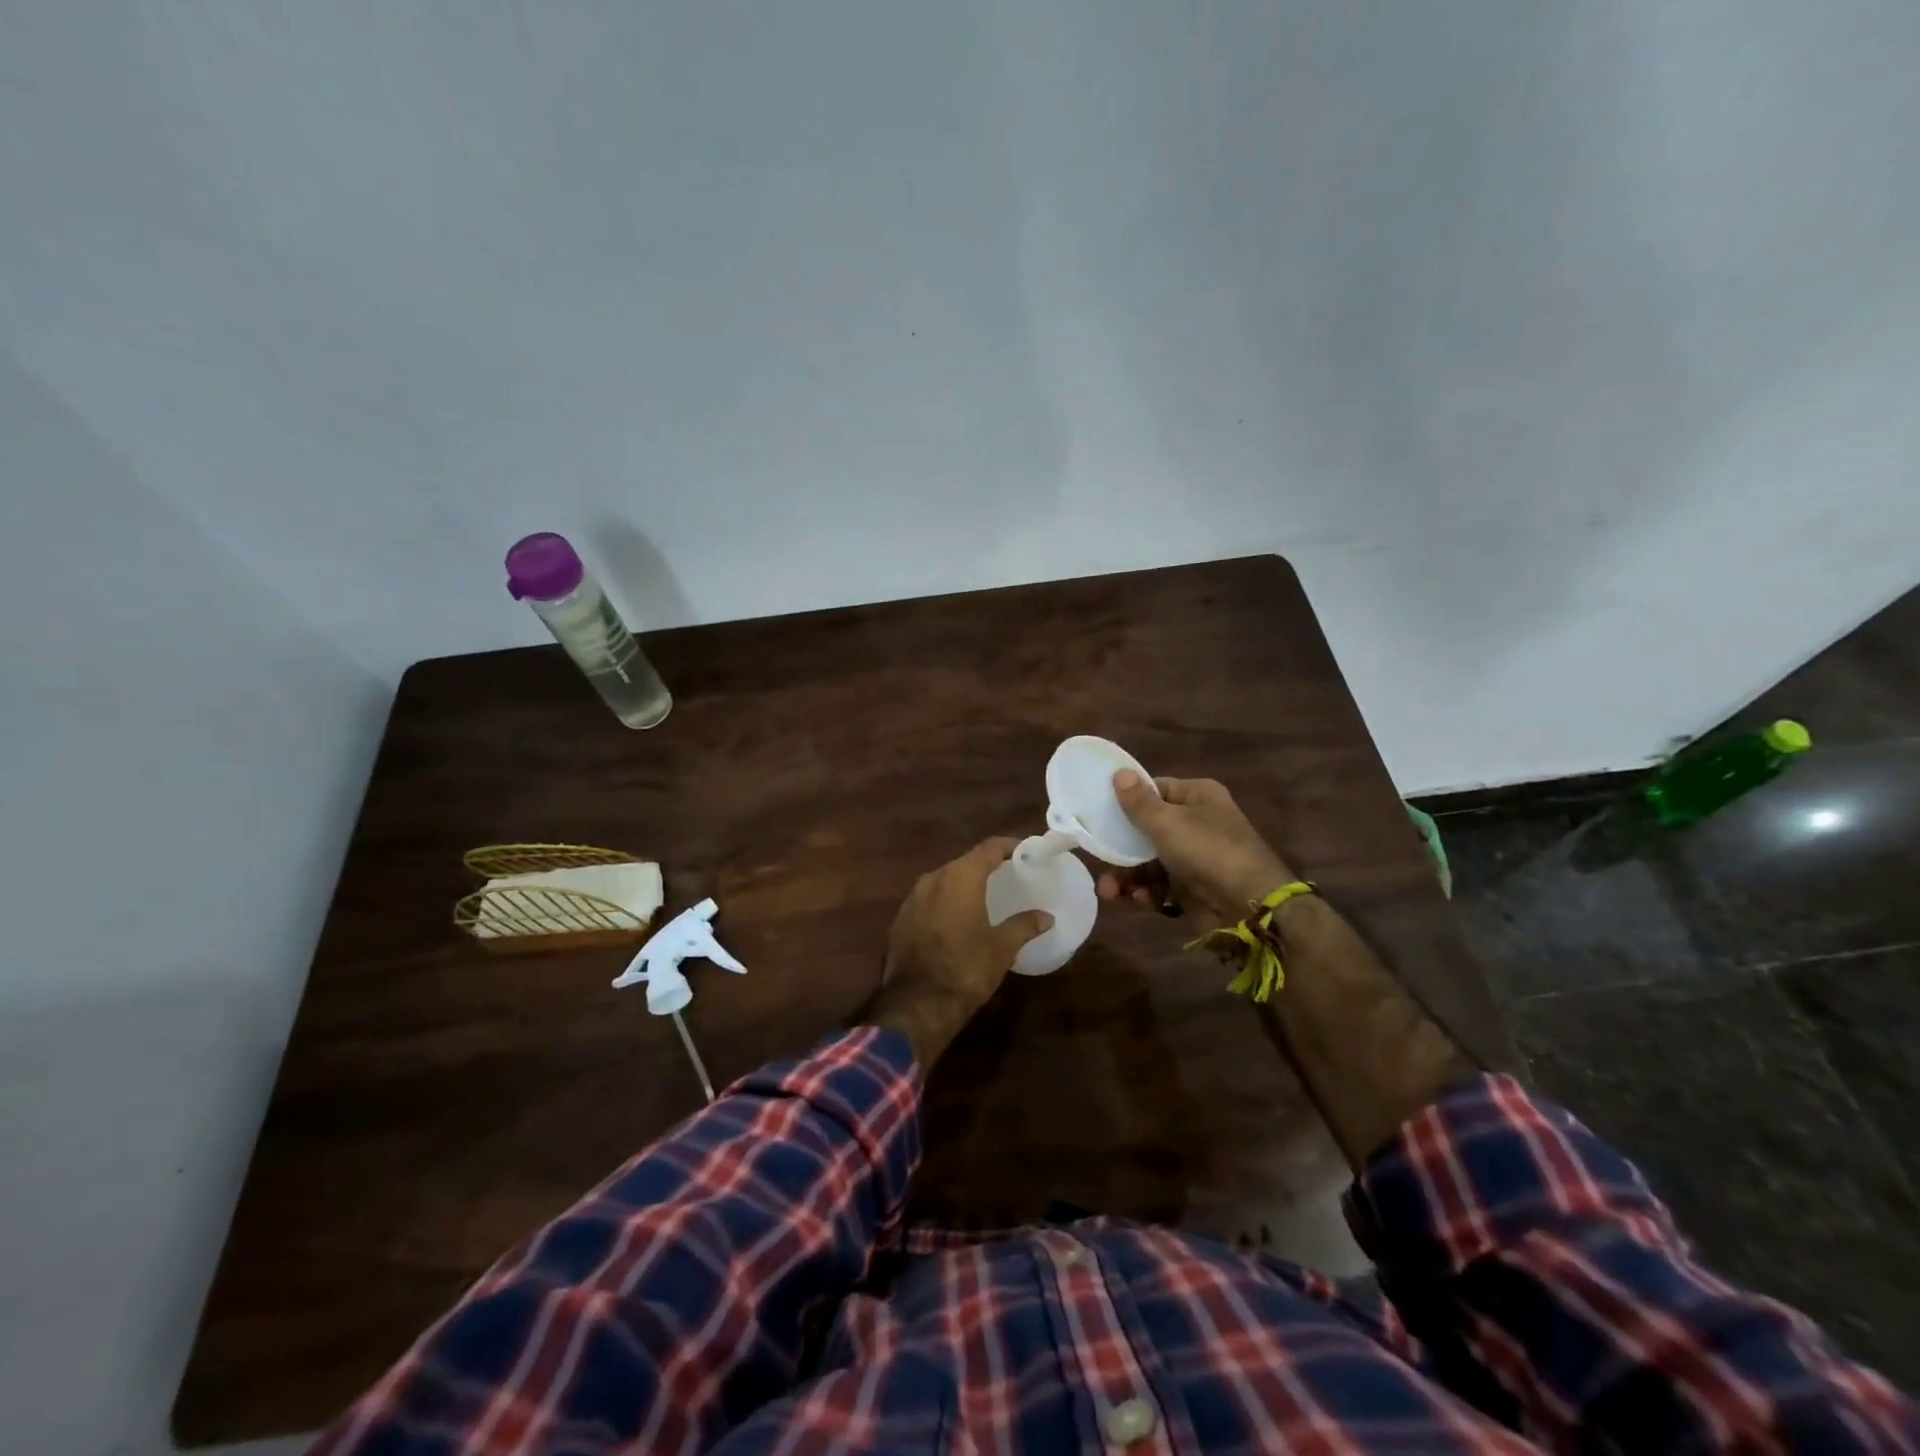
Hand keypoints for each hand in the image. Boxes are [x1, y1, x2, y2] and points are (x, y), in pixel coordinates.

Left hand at [867, 838, 1051, 1066]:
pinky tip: (957, 919)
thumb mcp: (1002, 948)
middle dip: (987, 865)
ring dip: (964, 884)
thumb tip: (1046, 917)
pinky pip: (929, 899)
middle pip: (965, 862)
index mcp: (960, 877)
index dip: (1010, 846)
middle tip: (1009, 874)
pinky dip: (946, 902)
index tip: (1027, 852)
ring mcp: (912, 898)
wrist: (916, 1004)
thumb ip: (1024, 926)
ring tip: (985, 896)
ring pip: (944, 880)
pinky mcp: (900, 918)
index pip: (989, 848)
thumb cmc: (965, 969)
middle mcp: (933, 878)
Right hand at [1096, 772, 1292, 932]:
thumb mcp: (1167, 822)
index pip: (1155, 789)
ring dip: (1128, 875)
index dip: (1128, 800)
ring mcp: (1195, 858)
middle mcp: (1197, 823)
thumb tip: (1119, 772)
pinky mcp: (1192, 889)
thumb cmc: (1207, 851)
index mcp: (1198, 797)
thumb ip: (1138, 802)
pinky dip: (1147, 892)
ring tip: (1109, 891)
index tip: (1099, 811)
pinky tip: (1138, 900)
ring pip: (1150, 861)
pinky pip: (1160, 886)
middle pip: (1148, 829)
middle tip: (1098, 858)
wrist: (1250, 908)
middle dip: (1121, 847)